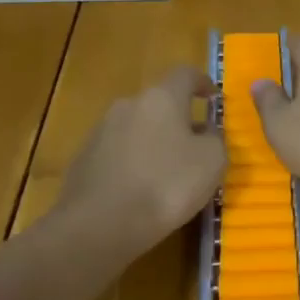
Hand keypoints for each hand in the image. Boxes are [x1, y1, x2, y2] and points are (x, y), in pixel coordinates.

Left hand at [57, 67, 226, 253]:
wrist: (100, 225)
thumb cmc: (166, 185)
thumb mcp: (212, 162)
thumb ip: (215, 139)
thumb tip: (207, 131)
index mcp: (161, 98)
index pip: (185, 74)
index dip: (203, 83)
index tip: (213, 98)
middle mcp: (128, 105)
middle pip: (159, 103)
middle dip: (178, 119)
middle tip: (195, 144)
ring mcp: (101, 131)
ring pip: (137, 128)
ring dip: (154, 142)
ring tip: (168, 172)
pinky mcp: (84, 159)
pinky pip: (118, 153)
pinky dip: (133, 163)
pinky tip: (140, 190)